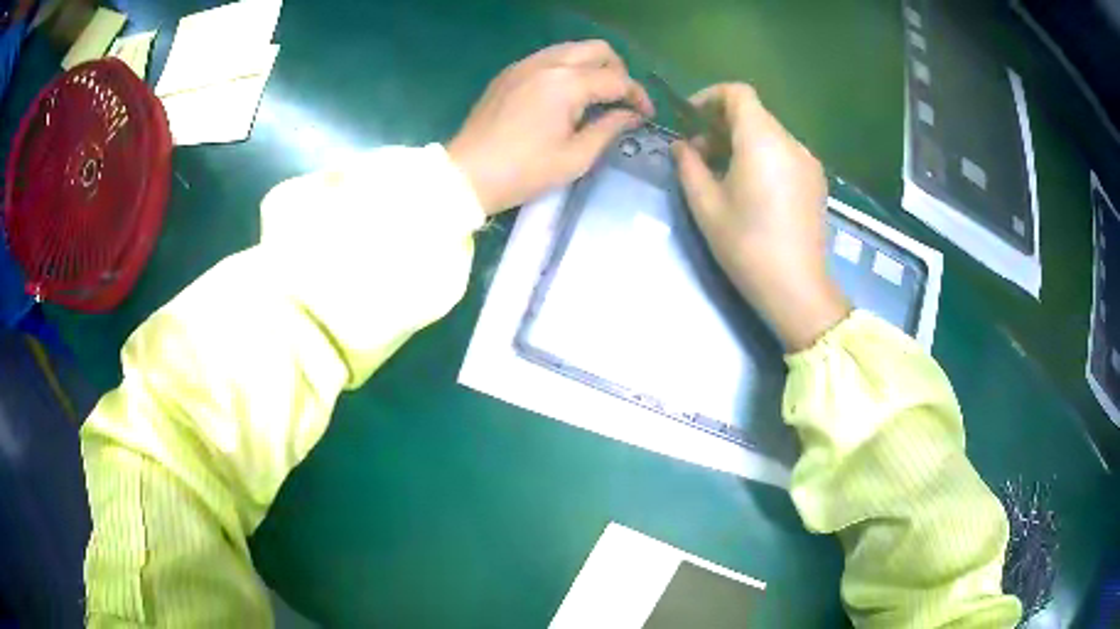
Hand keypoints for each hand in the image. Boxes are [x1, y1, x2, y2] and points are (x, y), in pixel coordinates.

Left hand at [447, 40, 653, 214]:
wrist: (467, 174)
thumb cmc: (524, 171)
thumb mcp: (575, 158)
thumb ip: (609, 129)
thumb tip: (632, 116)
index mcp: (567, 83)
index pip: (617, 79)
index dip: (638, 97)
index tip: (646, 116)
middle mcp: (548, 63)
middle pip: (598, 50)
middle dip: (618, 71)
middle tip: (621, 100)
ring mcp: (525, 64)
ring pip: (572, 49)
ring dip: (593, 66)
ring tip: (597, 96)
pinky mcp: (510, 72)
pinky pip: (549, 57)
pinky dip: (568, 68)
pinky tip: (566, 95)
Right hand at [673, 84, 849, 350]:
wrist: (797, 288)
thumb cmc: (746, 245)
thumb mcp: (705, 205)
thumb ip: (688, 166)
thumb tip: (681, 146)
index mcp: (762, 139)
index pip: (738, 93)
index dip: (710, 97)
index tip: (690, 119)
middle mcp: (790, 142)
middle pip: (754, 114)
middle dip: (721, 124)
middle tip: (698, 155)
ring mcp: (808, 162)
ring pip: (769, 134)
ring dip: (742, 142)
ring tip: (722, 175)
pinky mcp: (816, 182)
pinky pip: (784, 154)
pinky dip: (763, 157)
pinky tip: (751, 189)